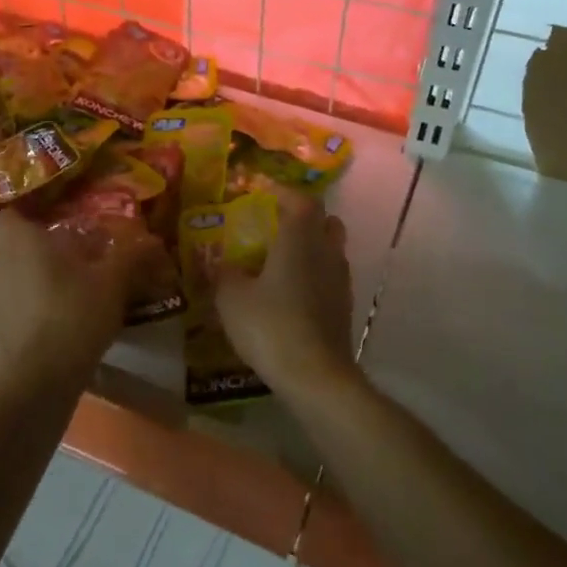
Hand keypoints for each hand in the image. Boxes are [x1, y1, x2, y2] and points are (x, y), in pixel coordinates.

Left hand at [0, 209, 142, 384]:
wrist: (36, 381)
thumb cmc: (73, 314)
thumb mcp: (113, 283)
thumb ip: (131, 257)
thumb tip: (153, 241)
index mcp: (19, 242)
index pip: (4, 216)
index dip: (24, 219)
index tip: (49, 228)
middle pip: (11, 252)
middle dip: (36, 258)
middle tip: (70, 269)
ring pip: (8, 285)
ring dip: (29, 290)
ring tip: (62, 304)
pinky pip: (6, 316)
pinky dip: (23, 320)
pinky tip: (51, 335)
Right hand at [215, 188, 357, 393]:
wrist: (315, 375)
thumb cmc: (270, 325)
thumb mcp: (231, 297)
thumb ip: (224, 273)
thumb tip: (222, 263)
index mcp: (299, 238)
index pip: (301, 199)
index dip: (283, 192)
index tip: (262, 192)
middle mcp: (326, 250)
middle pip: (325, 220)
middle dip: (303, 217)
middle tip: (275, 224)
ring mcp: (340, 279)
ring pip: (331, 248)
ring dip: (311, 246)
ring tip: (282, 259)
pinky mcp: (344, 306)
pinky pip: (330, 275)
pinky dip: (314, 273)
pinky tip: (292, 291)